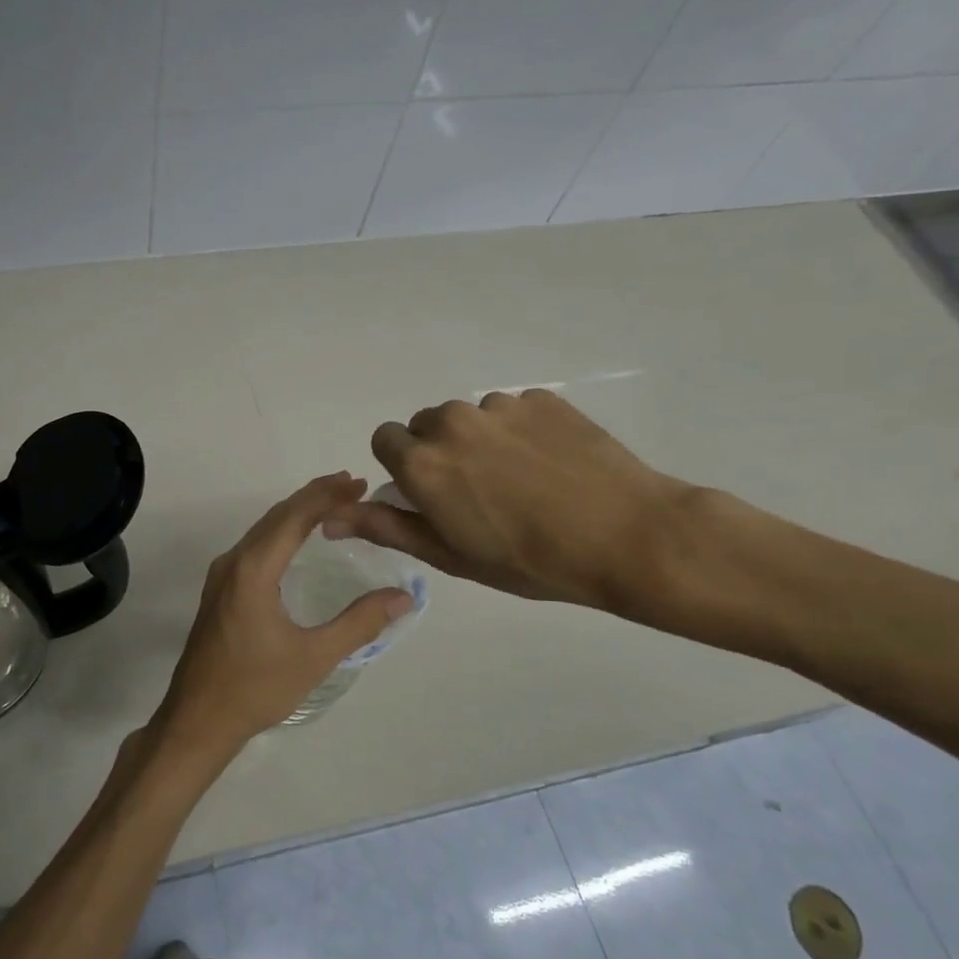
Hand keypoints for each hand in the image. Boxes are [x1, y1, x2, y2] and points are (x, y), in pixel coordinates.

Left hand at [152, 473, 412, 762]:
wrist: (198, 719)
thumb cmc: (256, 688)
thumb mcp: (315, 656)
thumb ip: (360, 622)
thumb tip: (404, 596)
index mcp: (253, 570)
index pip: (294, 517)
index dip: (327, 495)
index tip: (359, 482)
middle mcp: (233, 562)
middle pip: (276, 516)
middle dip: (314, 497)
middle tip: (352, 485)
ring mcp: (221, 576)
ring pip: (262, 530)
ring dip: (295, 513)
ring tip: (331, 504)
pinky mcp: (218, 591)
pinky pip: (253, 547)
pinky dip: (280, 533)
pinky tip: (296, 541)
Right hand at [322, 390, 698, 615]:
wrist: (627, 537)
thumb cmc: (529, 560)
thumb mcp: (450, 554)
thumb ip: (387, 527)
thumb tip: (330, 519)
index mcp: (422, 462)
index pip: (384, 439)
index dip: (402, 467)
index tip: (430, 494)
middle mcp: (452, 422)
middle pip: (426, 425)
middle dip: (438, 451)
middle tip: (476, 492)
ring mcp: (500, 406)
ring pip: (469, 416)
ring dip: (480, 440)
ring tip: (521, 479)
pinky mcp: (542, 398)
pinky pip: (512, 409)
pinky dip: (519, 431)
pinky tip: (550, 465)